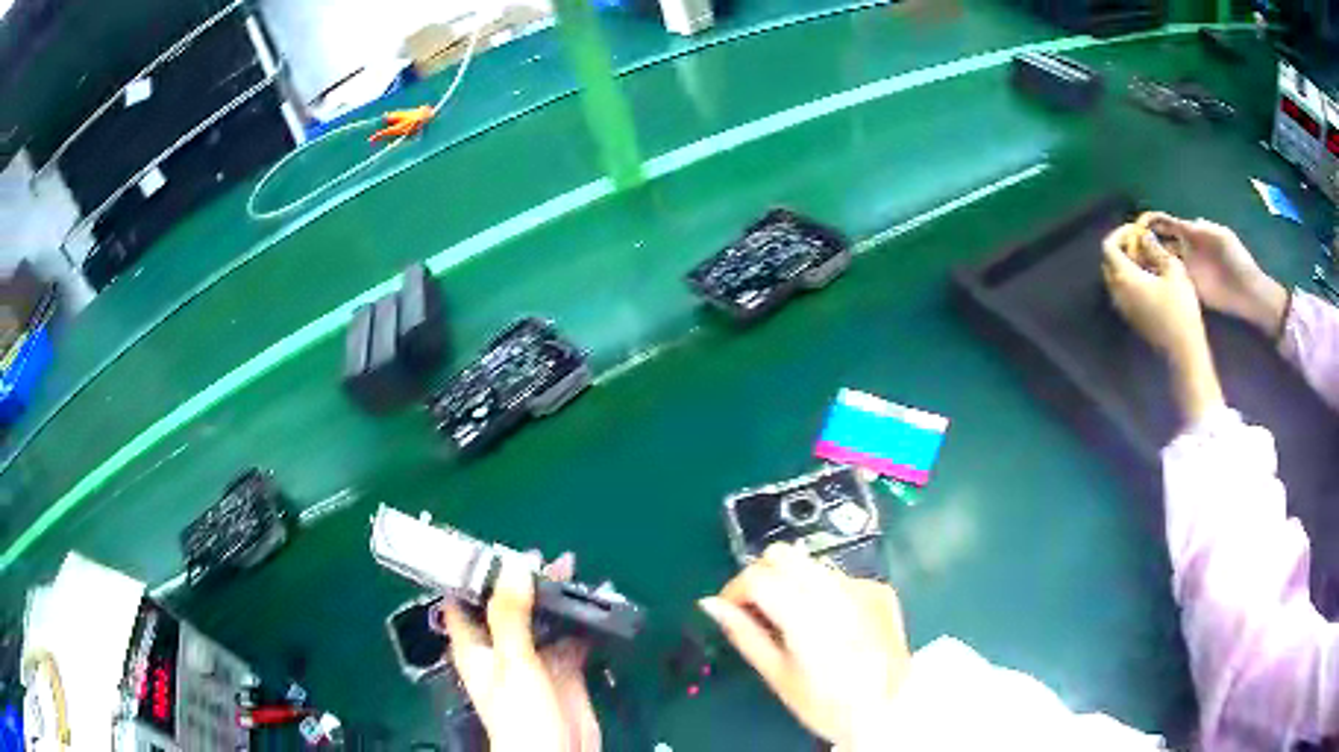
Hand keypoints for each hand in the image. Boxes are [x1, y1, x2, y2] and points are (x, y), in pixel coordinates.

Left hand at [441, 553, 599, 751]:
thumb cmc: (519, 712)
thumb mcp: (511, 659)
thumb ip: (510, 614)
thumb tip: (514, 565)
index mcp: (474, 645)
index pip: (463, 600)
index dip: (474, 574)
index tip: (492, 547)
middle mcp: (501, 648)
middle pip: (508, 606)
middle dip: (524, 581)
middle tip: (546, 557)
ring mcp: (533, 659)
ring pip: (541, 620)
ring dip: (554, 599)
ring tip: (573, 571)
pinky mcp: (562, 670)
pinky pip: (569, 638)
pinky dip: (580, 622)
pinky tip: (593, 604)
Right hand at [699, 543, 909, 748]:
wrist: (889, 710)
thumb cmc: (825, 703)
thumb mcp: (777, 675)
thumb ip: (743, 634)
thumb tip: (710, 603)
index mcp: (805, 613)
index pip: (757, 576)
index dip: (735, 589)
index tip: (730, 611)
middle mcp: (835, 589)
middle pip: (783, 554)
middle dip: (762, 575)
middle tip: (758, 609)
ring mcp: (862, 586)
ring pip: (811, 562)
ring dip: (792, 580)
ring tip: (793, 618)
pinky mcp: (880, 589)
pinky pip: (840, 577)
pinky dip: (823, 591)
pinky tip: (830, 623)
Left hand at [1102, 224, 1223, 423]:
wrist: (1183, 350)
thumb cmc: (1180, 307)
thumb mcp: (1172, 269)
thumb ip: (1155, 249)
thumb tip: (1144, 236)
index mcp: (1124, 278)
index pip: (1108, 247)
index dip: (1119, 233)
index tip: (1136, 230)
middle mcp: (1117, 293)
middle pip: (1108, 262)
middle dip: (1121, 248)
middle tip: (1141, 243)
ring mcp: (1123, 309)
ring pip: (1115, 278)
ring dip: (1126, 264)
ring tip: (1148, 259)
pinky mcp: (1132, 319)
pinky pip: (1123, 293)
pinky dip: (1131, 280)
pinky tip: (1150, 278)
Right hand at [1142, 212, 1288, 335]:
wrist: (1248, 293)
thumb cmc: (1237, 260)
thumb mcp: (1221, 235)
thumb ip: (1202, 227)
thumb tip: (1183, 224)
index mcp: (1193, 233)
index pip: (1168, 223)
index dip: (1153, 221)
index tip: (1137, 223)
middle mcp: (1187, 250)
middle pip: (1162, 241)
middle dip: (1146, 240)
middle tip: (1129, 244)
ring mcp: (1188, 271)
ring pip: (1163, 261)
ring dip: (1149, 260)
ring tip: (1133, 260)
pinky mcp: (1190, 290)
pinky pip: (1172, 282)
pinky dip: (1160, 279)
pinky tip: (1148, 279)